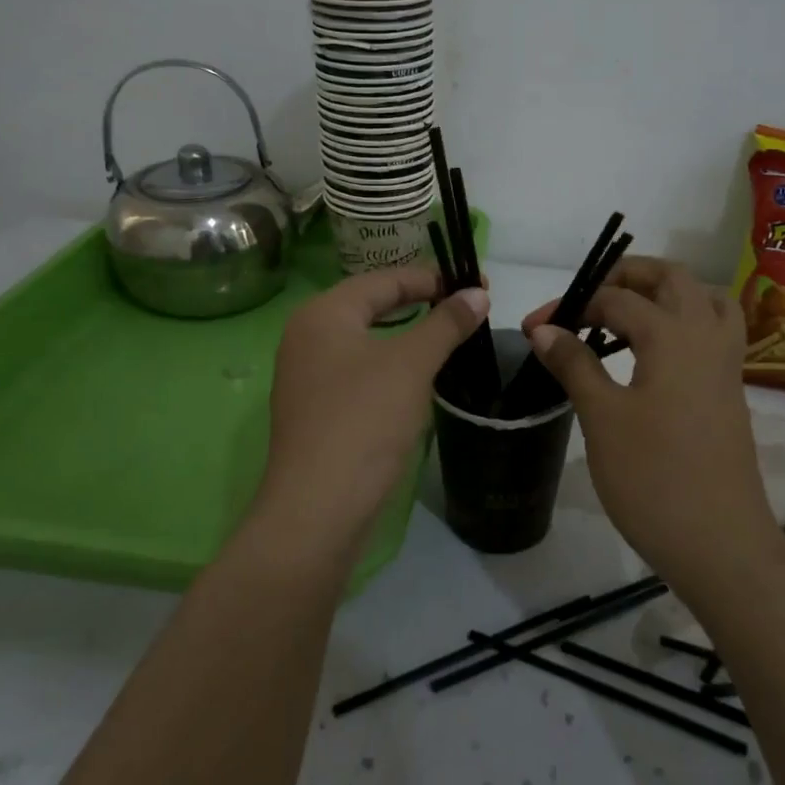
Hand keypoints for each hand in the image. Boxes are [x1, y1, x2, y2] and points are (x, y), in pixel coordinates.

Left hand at [253, 266, 488, 552]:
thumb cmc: (364, 420)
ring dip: (408, 335)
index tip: (477, 284)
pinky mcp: (316, 410)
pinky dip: (391, 365)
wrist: (318, 507)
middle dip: (421, 303)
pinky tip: (418, 378)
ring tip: (449, 337)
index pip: (384, 279)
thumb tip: (477, 293)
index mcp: (323, 313)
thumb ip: (445, 323)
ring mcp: (307, 376)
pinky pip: (359, 371)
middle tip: (466, 307)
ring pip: (366, 340)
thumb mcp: (412, 364)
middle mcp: (307, 336)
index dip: (433, 277)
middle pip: (372, 305)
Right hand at [522, 256, 778, 579]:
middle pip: (673, 278)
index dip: (571, 306)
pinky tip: (654, 352)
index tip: (534, 328)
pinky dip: (684, 321)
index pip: (616, 298)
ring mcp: (726, 364)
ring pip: (703, 299)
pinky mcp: (730, 390)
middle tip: (588, 297)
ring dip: (664, 294)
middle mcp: (706, 336)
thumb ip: (574, 364)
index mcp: (673, 335)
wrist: (719, 544)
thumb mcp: (602, 418)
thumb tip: (544, 328)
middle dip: (627, 275)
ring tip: (624, 316)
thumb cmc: (653, 478)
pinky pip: (713, 331)